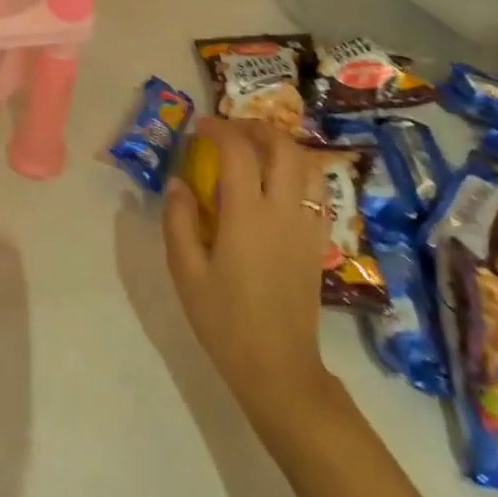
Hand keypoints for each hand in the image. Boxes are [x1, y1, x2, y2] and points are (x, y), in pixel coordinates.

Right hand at [163, 118, 337, 430]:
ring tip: (257, 150)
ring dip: (282, 146)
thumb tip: (178, 183)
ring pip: (308, 164)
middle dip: (256, 128)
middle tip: (230, 131)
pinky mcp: (319, 241)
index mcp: (247, 216)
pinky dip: (299, 171)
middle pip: (282, 146)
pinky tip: (279, 183)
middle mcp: (283, 211)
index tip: (200, 128)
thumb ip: (179, 222)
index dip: (219, 130)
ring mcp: (307, 225)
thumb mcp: (186, 273)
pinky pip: (318, 190)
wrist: (279, 368)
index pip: (239, 151)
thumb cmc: (225, 322)